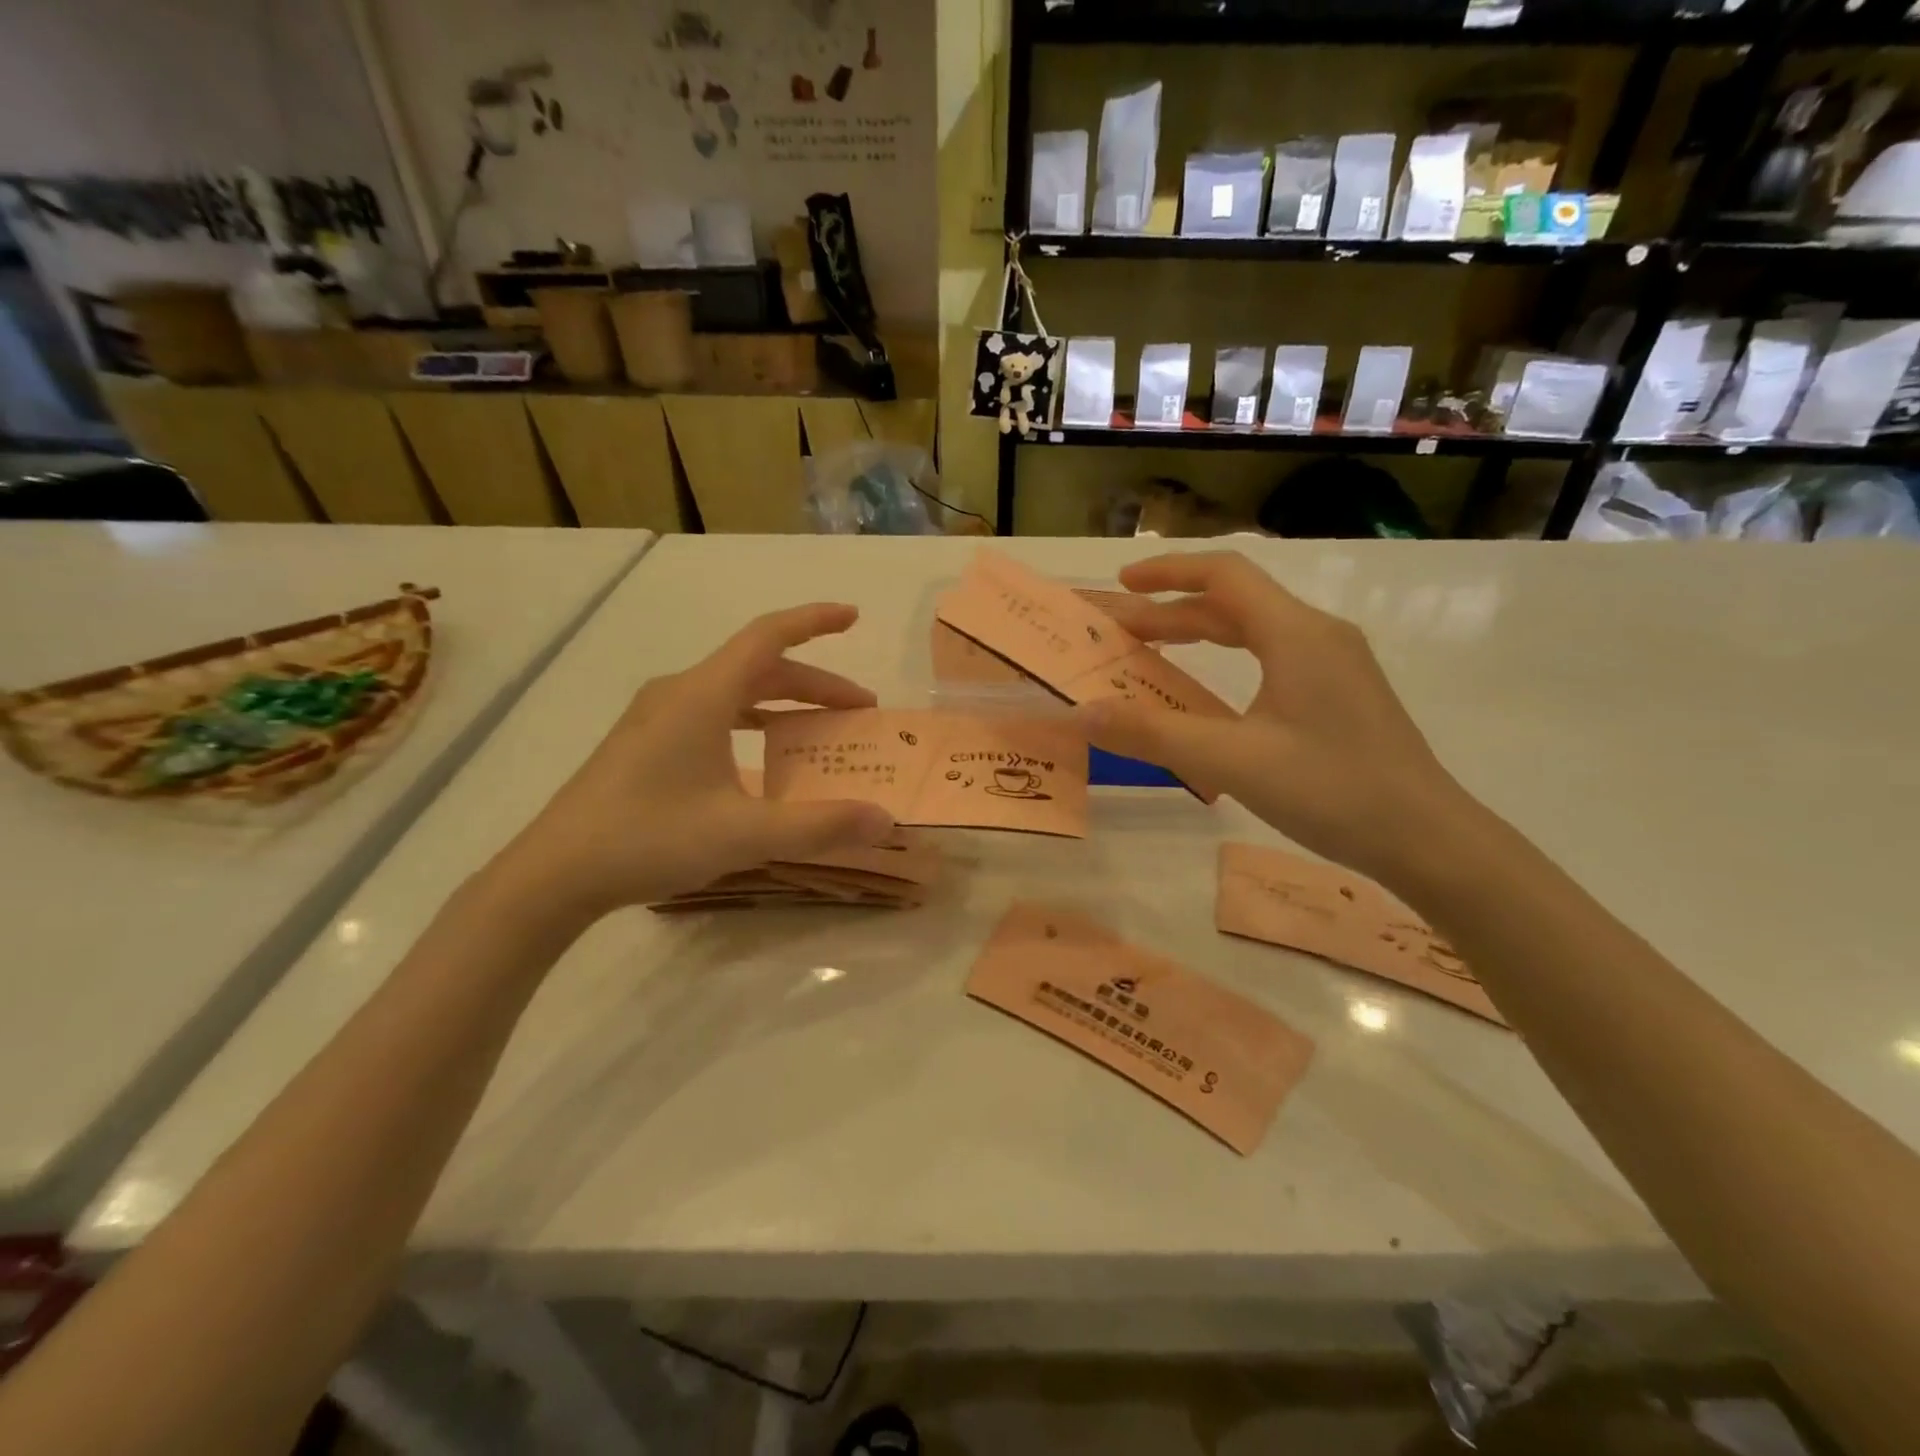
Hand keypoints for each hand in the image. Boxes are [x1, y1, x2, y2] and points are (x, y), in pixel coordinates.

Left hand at [487, 603, 894, 929]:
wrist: (554, 873)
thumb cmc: (650, 838)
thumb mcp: (745, 834)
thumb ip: (819, 825)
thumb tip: (886, 821)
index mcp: (703, 695)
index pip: (768, 636)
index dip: (814, 621)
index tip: (854, 616)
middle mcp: (680, 692)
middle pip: (759, 667)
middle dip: (814, 683)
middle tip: (859, 710)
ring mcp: (657, 716)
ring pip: (735, 691)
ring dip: (783, 703)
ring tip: (820, 730)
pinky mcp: (645, 742)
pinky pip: (713, 713)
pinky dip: (752, 721)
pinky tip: (763, 757)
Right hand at [1081, 552, 1474, 884]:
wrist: (1428, 839)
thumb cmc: (1332, 791)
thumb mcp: (1232, 761)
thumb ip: (1152, 733)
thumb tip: (1080, 713)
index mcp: (1296, 634)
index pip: (1224, 575)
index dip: (1167, 572)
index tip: (1121, 585)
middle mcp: (1317, 635)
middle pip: (1234, 602)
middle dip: (1172, 610)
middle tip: (1119, 632)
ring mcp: (1334, 664)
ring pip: (1254, 631)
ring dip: (1199, 635)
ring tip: (1151, 652)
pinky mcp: (1340, 693)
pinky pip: (1272, 657)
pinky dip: (1227, 660)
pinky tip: (1209, 691)